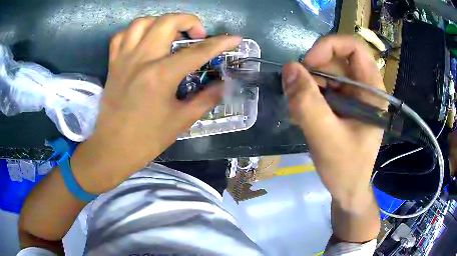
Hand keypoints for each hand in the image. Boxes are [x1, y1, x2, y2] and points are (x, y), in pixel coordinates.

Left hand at [71, 14, 240, 192]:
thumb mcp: (181, 121)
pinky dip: (134, 32)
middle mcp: (142, 59)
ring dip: (160, 22)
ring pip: (142, 22)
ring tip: (170, 33)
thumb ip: (205, 99)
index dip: (220, 43)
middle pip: (167, 22)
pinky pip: (120, 36)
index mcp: (161, 75)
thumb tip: (223, 85)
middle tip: (197, 35)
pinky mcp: (112, 64)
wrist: (112, 149)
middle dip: (189, 21)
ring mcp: (123, 59)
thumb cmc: (146, 139)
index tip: (235, 38)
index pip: (197, 51)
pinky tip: (142, 41)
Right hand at [282, 36, 384, 210]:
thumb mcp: (326, 138)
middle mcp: (364, 88)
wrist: (347, 190)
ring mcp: (352, 95)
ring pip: (326, 73)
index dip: (329, 47)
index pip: (354, 47)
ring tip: (299, 112)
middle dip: (313, 72)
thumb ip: (308, 103)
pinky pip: (322, 88)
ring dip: (308, 87)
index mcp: (371, 91)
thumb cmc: (345, 169)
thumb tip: (289, 68)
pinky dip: (308, 97)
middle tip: (297, 95)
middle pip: (336, 59)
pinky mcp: (342, 104)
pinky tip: (302, 116)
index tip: (308, 65)